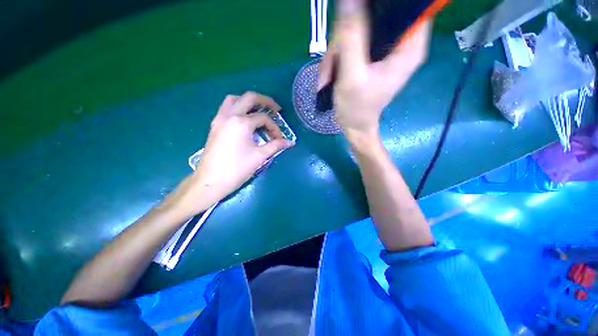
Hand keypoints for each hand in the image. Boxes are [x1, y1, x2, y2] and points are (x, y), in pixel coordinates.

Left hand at [164, 92, 293, 217]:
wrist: (211, 181)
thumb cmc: (237, 168)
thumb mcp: (259, 156)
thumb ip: (275, 146)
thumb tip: (289, 142)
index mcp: (242, 122)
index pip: (263, 119)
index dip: (275, 127)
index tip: (279, 139)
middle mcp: (229, 115)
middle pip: (249, 98)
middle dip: (265, 101)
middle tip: (275, 109)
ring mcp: (219, 119)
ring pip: (234, 99)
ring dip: (248, 102)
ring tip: (258, 110)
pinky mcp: (215, 125)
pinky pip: (226, 108)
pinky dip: (237, 107)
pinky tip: (244, 119)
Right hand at [318, 0, 431, 137]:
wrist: (353, 125)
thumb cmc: (356, 108)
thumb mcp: (352, 76)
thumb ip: (351, 38)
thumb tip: (348, 0)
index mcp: (409, 46)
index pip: (405, 6)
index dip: (380, 4)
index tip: (357, 14)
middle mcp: (401, 42)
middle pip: (376, 14)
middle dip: (347, 34)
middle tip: (333, 58)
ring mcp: (384, 49)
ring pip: (359, 28)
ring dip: (338, 49)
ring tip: (328, 74)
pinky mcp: (371, 55)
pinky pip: (353, 41)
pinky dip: (338, 55)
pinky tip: (330, 73)